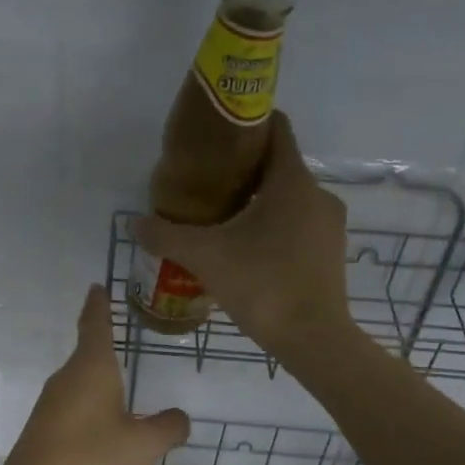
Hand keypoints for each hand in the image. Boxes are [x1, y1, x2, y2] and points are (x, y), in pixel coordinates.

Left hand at [0, 286, 188, 464]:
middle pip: (87, 354)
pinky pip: (73, 410)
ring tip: (124, 390)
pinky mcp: (43, 432)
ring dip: (100, 384)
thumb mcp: (143, 445)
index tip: (97, 287)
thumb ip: (168, 427)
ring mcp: (50, 406)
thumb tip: (179, 418)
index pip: (95, 324)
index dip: (99, 305)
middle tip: (125, 339)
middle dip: (104, 346)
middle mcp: (67, 379)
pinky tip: (105, 434)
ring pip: (80, 384)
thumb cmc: (91, 461)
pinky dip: (91, 411)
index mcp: (91, 368)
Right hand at [131, 111, 352, 360]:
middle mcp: (318, 194)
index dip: (246, 125)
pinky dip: (275, 227)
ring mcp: (329, 226)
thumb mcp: (205, 257)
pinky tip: (248, 250)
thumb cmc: (262, 285)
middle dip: (244, 171)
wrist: (313, 339)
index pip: (276, 129)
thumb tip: (133, 223)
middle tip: (206, 185)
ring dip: (259, 203)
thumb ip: (167, 236)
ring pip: (289, 199)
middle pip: (278, 166)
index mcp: (292, 181)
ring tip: (222, 220)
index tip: (216, 136)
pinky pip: (299, 226)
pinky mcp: (331, 253)